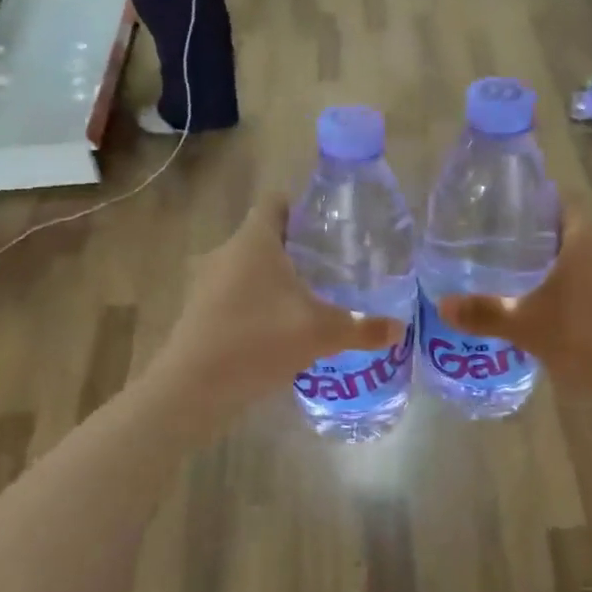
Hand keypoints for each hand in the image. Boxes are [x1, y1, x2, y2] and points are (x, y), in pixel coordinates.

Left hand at [146, 195, 406, 425]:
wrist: (192, 389)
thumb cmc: (257, 341)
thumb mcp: (320, 333)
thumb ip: (363, 328)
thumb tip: (400, 328)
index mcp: (254, 240)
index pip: (277, 202)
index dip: (304, 207)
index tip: (331, 226)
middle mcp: (227, 252)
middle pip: (265, 235)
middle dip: (298, 248)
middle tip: (333, 265)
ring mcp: (208, 282)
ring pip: (250, 267)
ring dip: (277, 278)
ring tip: (312, 298)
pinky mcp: (200, 311)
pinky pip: (236, 293)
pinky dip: (258, 302)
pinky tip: (281, 328)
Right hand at [437, 214, 591, 413]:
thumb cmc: (584, 338)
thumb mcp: (526, 327)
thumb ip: (485, 313)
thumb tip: (442, 305)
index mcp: (583, 239)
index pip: (559, 200)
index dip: (533, 202)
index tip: (503, 213)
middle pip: (569, 229)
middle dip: (537, 237)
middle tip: (500, 248)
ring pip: (582, 259)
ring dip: (556, 266)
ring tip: (519, 279)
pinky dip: (572, 290)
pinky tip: (552, 312)